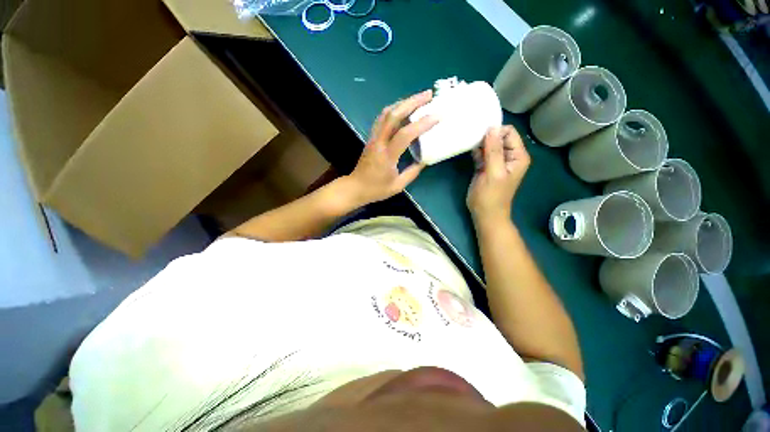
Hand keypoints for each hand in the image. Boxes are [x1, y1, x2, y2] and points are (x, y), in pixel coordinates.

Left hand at [345, 90, 438, 205]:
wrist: (355, 187)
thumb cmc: (376, 189)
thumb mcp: (398, 185)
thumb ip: (412, 172)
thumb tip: (424, 159)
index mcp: (387, 156)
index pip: (404, 134)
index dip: (421, 124)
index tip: (437, 116)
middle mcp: (379, 142)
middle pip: (393, 115)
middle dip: (412, 102)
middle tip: (429, 95)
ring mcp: (373, 137)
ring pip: (386, 113)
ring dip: (403, 102)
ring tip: (418, 98)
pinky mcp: (371, 137)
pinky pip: (382, 118)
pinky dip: (394, 109)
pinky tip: (404, 109)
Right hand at [467, 125, 529, 223]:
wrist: (485, 214)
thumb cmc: (491, 196)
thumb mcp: (494, 173)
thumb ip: (494, 151)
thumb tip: (491, 128)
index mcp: (517, 156)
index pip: (509, 133)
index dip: (495, 131)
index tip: (480, 135)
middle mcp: (509, 156)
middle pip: (498, 136)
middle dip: (486, 136)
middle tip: (472, 139)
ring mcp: (496, 161)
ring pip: (488, 144)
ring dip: (479, 143)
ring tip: (469, 144)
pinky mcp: (485, 166)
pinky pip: (481, 153)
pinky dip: (475, 151)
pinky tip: (468, 151)